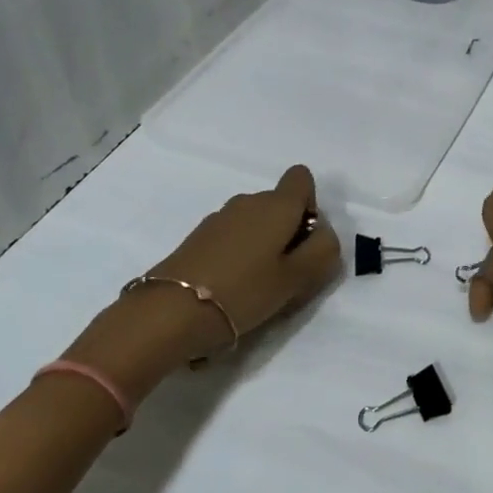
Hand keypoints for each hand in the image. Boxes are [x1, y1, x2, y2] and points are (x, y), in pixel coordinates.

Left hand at [61, 164, 340, 408]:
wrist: (169, 314)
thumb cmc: (244, 291)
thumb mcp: (299, 277)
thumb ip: (324, 250)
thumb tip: (322, 233)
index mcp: (276, 205)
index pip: (302, 178)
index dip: (311, 205)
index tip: (304, 240)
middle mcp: (247, 202)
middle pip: (280, 205)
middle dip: (289, 233)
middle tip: (287, 275)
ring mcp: (218, 219)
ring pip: (255, 224)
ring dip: (264, 247)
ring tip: (258, 288)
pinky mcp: (197, 239)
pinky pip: (232, 239)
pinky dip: (240, 257)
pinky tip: (232, 291)